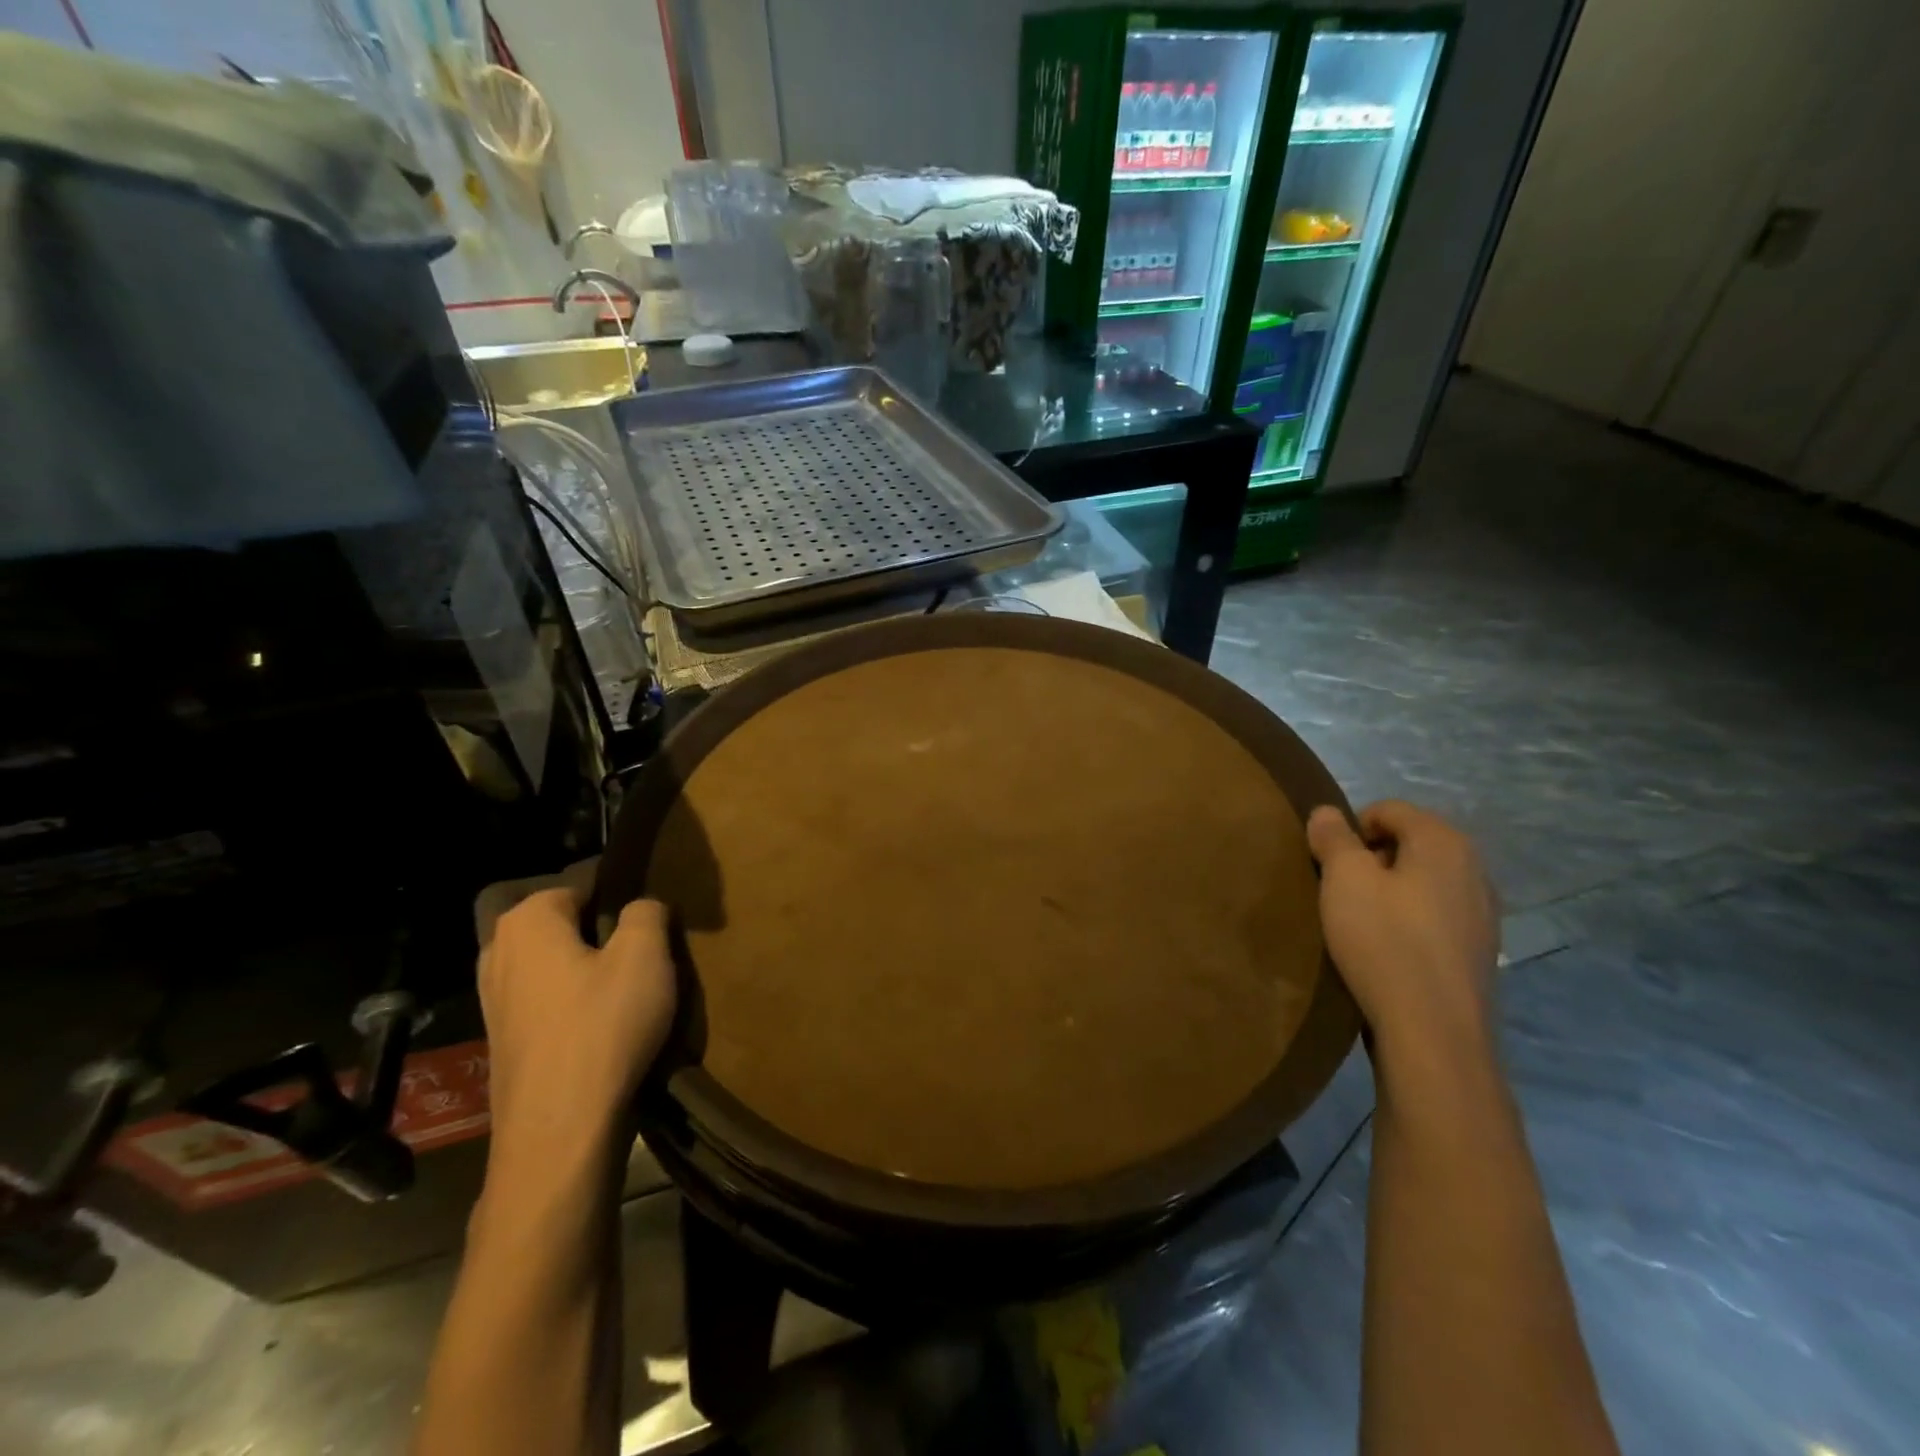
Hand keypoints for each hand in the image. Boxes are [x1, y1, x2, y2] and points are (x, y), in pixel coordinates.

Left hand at [476, 868, 676, 1156]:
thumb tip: (640, 907)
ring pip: (559, 965)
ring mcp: (494, 999)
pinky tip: (605, 1026)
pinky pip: (550, 1001)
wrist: (560, 1129)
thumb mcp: (646, 954)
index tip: (652, 926)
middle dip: (605, 936)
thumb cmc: (604, 1026)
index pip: (585, 885)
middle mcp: (499, 951)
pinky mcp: (503, 1039)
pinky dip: (577, 1005)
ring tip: (632, 994)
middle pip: (569, 926)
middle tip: (647, 958)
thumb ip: (646, 912)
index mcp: (527, 920)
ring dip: (592, 973)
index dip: (623, 900)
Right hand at [1306, 800, 1498, 1063]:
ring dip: (1389, 891)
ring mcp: (1483, 913)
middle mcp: (1474, 868)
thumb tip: (1327, 812)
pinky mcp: (1479, 951)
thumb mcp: (1343, 879)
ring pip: (1423, 881)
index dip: (1350, 828)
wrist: (1433, 1032)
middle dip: (1370, 859)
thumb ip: (1333, 838)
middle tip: (1339, 890)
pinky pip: (1435, 916)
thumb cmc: (1384, 940)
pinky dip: (1408, 920)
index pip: (1388, 809)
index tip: (1327, 862)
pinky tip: (1387, 948)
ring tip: (1359, 921)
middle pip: (1409, 843)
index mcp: (1444, 842)